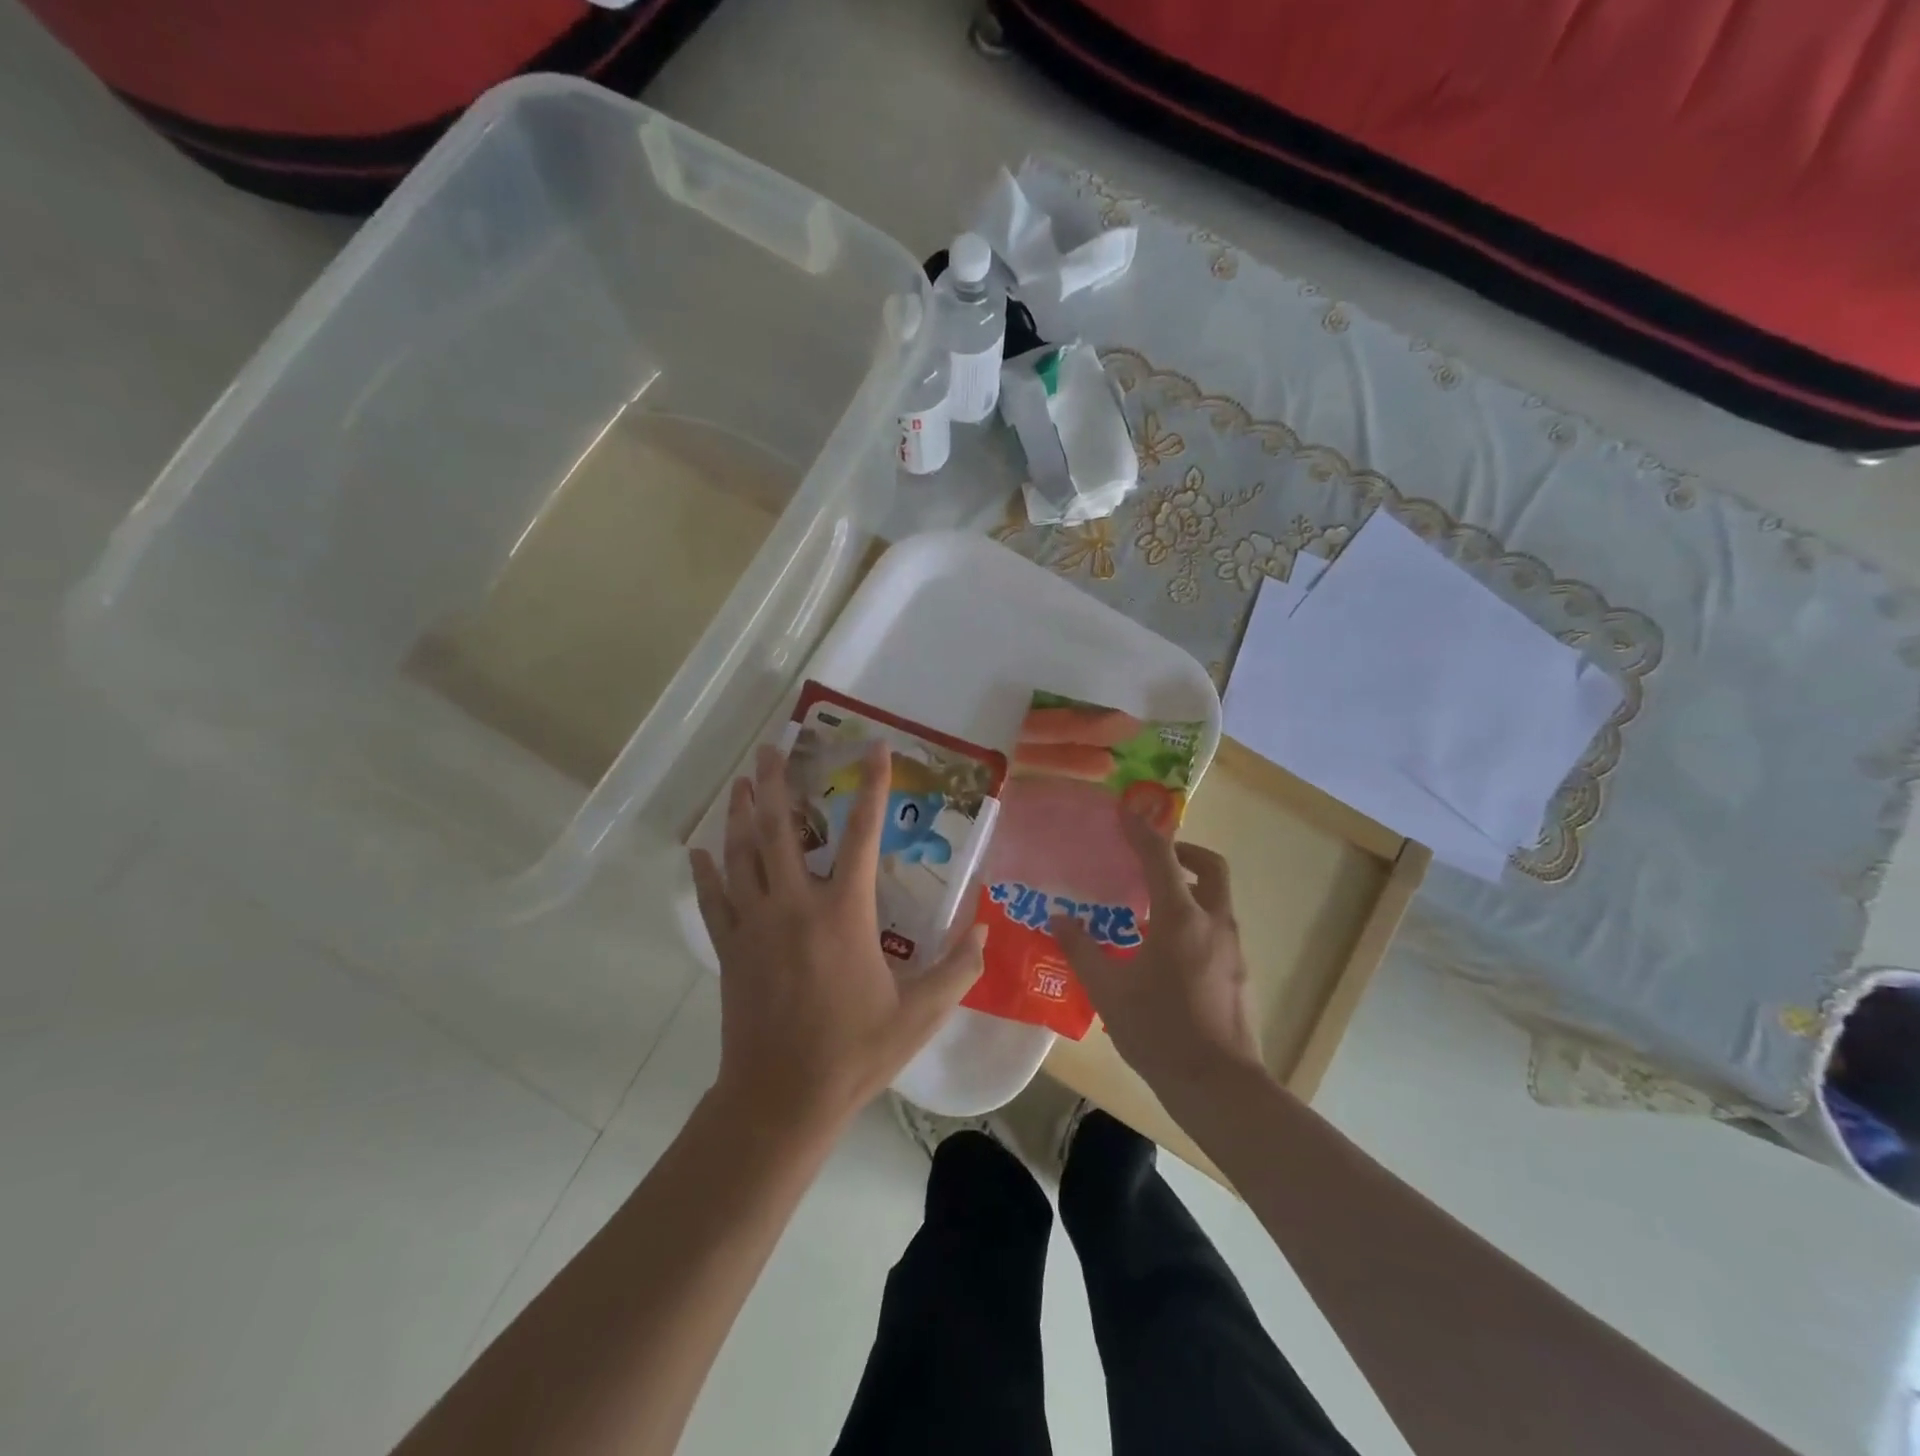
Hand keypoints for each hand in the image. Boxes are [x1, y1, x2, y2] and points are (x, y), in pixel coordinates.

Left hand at [690, 741, 985, 1138]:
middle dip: (776, 783)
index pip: (862, 834)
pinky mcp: (730, 949)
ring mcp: (755, 925)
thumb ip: (959, 968)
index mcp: (844, 913)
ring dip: (741, 813)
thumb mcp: (921, 1014)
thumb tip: (984, 928)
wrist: (781, 1099)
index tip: (874, 748)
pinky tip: (700, 849)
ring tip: (741, 781)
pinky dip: (706, 871)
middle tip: (771, 747)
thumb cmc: (854, 1052)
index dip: (871, 786)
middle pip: (779, 829)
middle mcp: (795, 905)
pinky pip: (713, 899)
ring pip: (742, 855)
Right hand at [1053, 812, 1261, 1103]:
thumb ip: (1081, 950)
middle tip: (1155, 858)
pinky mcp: (1239, 971)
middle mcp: (1213, 922)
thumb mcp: (1108, 991)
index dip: (1142, 831)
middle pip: (1211, 866)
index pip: (1162, 858)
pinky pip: (1218, 926)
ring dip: (1192, 886)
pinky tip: (1169, 948)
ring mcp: (1233, 948)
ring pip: (1218, 897)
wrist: (1218, 1086)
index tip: (1126, 812)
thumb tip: (1057, 919)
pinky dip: (1197, 917)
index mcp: (1180, 919)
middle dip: (1185, 851)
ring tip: (1154, 905)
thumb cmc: (1158, 1031)